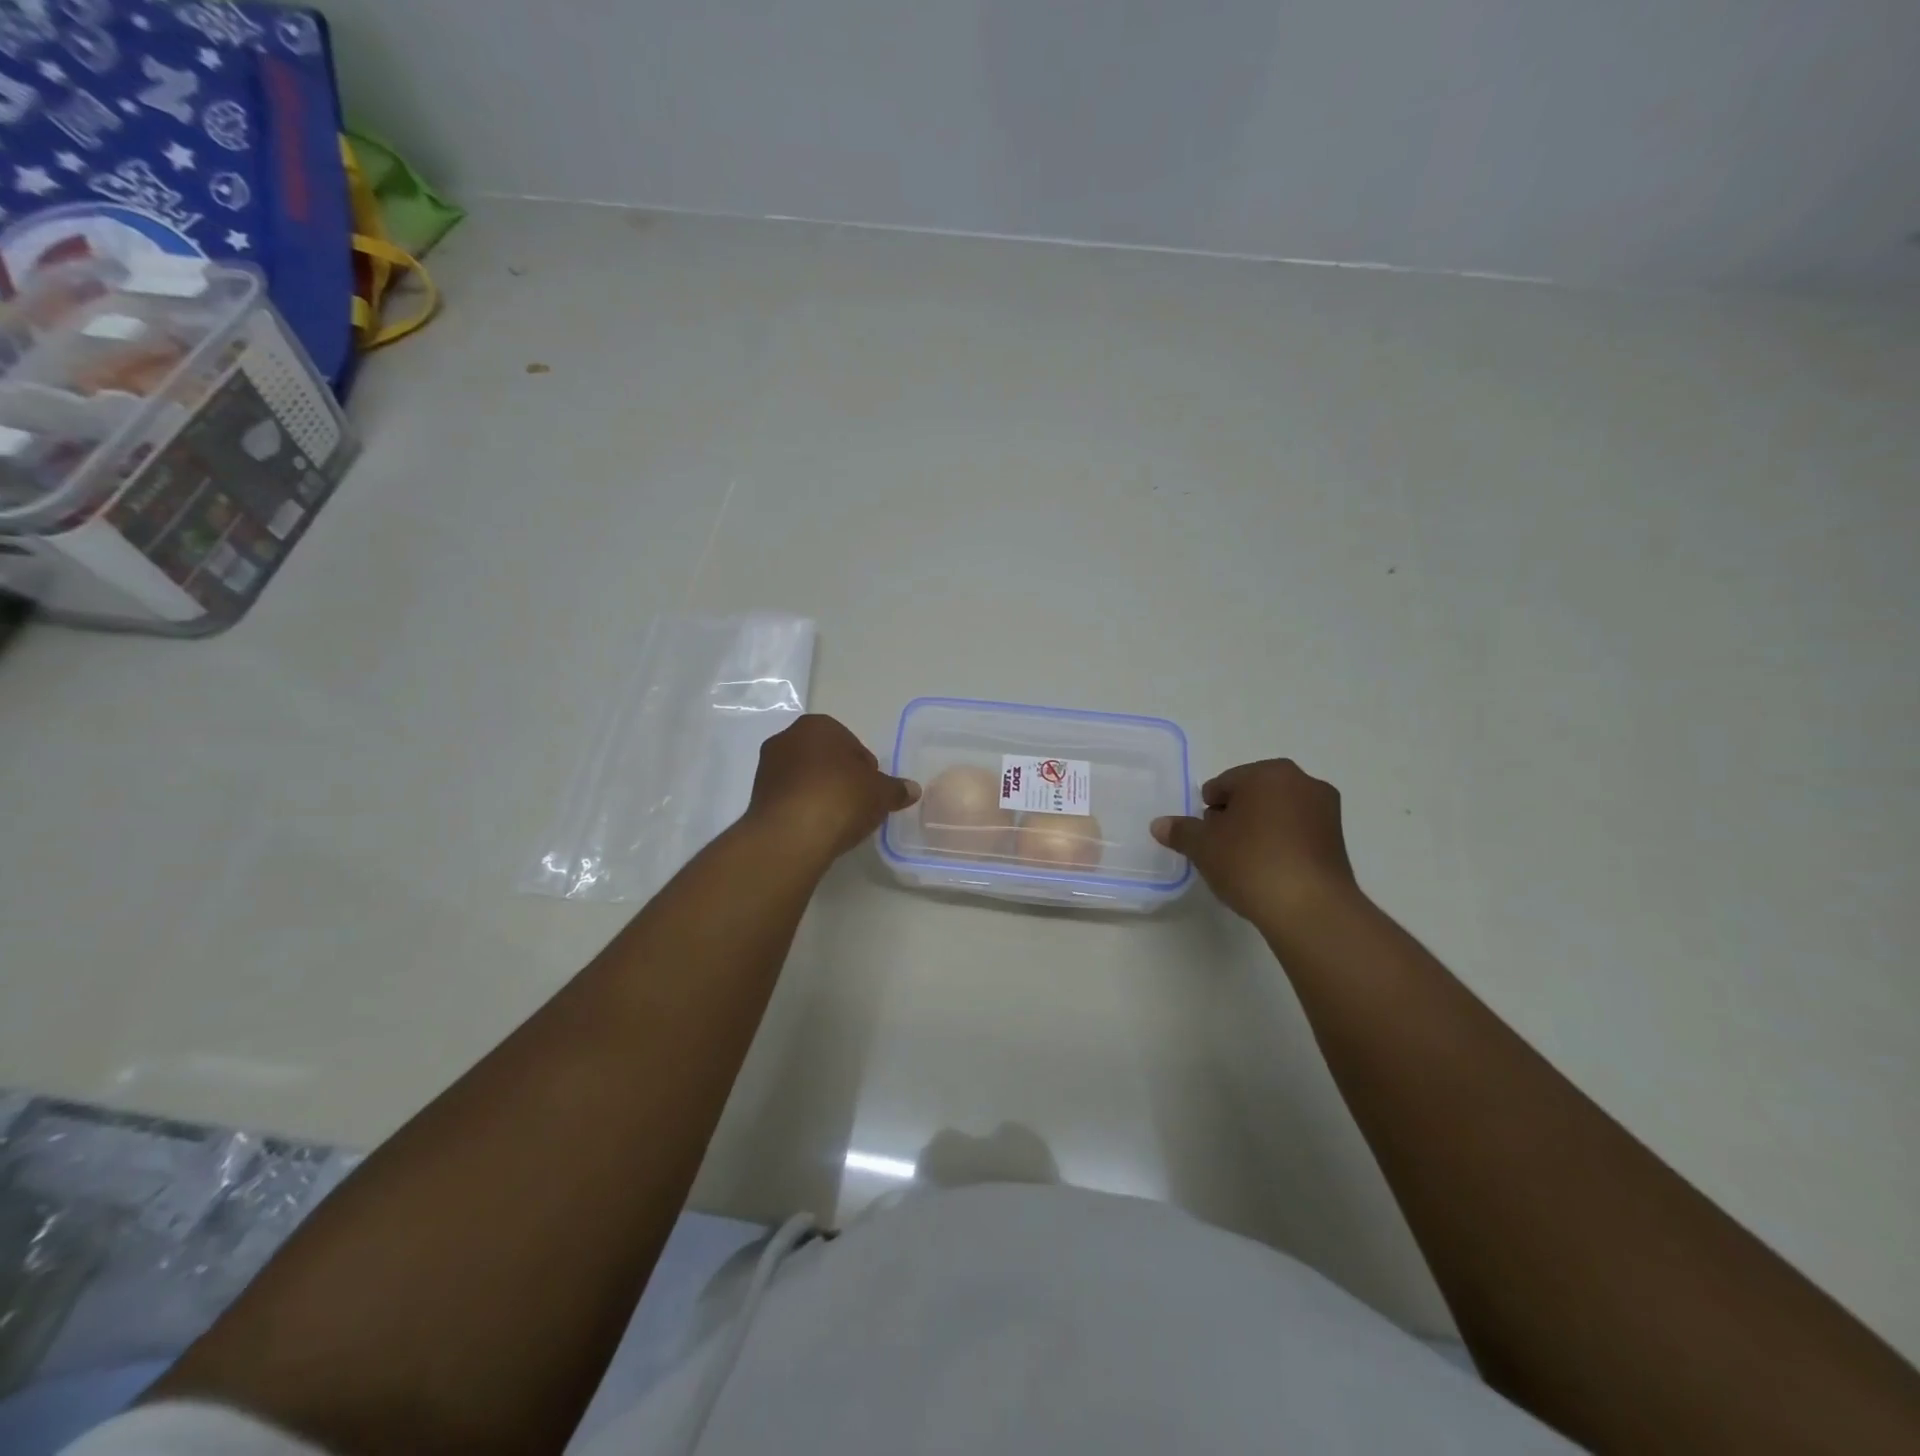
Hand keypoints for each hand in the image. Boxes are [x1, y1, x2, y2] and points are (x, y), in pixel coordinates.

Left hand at [745, 714, 919, 862]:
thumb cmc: (840, 798)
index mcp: (818, 725)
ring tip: (837, 820)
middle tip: (857, 804)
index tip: (872, 791)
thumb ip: (896, 789)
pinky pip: (790, 798)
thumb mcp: (880, 793)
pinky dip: (804, 809)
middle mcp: (787, 738)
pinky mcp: (756, 797)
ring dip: (820, 794)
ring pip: (805, 778)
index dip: (866, 769)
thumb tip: (912, 790)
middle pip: (825, 759)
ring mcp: (767, 768)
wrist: (790, 835)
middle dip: (840, 778)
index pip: (851, 744)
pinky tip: (816, 828)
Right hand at [1151, 759, 1358, 925]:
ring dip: (1259, 831)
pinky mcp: (1338, 841)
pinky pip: (1297, 834)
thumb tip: (1159, 824)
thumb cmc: (1250, 862)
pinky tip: (1268, 871)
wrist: (1310, 909)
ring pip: (1277, 814)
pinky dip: (1281, 845)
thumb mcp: (1203, 846)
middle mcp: (1302, 782)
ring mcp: (1326, 811)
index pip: (1224, 784)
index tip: (1203, 836)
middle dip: (1235, 817)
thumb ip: (1181, 831)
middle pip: (1253, 795)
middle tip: (1220, 849)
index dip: (1208, 810)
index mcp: (1268, 773)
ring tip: (1244, 863)